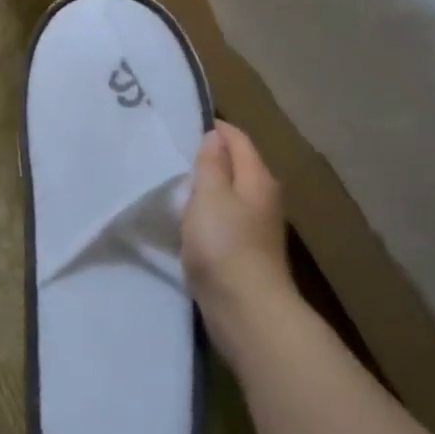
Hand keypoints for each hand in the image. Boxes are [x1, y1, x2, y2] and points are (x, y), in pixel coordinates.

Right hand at [182, 122, 293, 347]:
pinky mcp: (245, 250)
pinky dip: (206, 212)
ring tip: (173, 182)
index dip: (213, 127)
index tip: (180, 124)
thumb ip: (211, 163)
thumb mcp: (210, 195)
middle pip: (236, 164)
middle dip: (208, 156)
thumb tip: (214, 136)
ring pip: (229, 193)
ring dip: (206, 186)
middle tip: (171, 152)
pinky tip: (186, 218)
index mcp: (258, 177)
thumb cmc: (225, 244)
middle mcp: (263, 197)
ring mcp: (257, 226)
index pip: (237, 138)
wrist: (246, 309)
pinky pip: (223, 218)